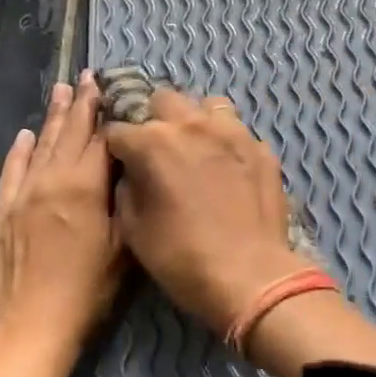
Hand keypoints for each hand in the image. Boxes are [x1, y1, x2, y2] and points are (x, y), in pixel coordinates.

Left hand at [0, 72, 121, 376]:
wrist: (30, 330)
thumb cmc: (88, 294)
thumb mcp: (123, 249)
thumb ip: (124, 203)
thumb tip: (126, 170)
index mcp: (85, 188)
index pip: (100, 139)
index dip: (107, 112)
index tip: (110, 88)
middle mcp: (52, 182)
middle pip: (69, 134)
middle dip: (79, 104)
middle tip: (85, 77)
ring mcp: (23, 196)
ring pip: (41, 147)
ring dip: (52, 118)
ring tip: (60, 92)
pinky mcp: (2, 214)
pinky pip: (11, 172)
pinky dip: (19, 152)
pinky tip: (25, 136)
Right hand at [103, 86, 313, 338]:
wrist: (249, 276)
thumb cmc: (181, 257)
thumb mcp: (133, 230)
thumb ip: (126, 189)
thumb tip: (131, 174)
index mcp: (153, 142)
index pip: (118, 129)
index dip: (115, 147)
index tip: (119, 161)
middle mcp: (192, 124)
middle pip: (163, 100)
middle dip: (154, 120)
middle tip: (158, 150)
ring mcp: (232, 132)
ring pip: (207, 105)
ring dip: (196, 121)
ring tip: (197, 148)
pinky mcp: (260, 148)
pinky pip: (238, 131)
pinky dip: (228, 143)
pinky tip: (229, 168)